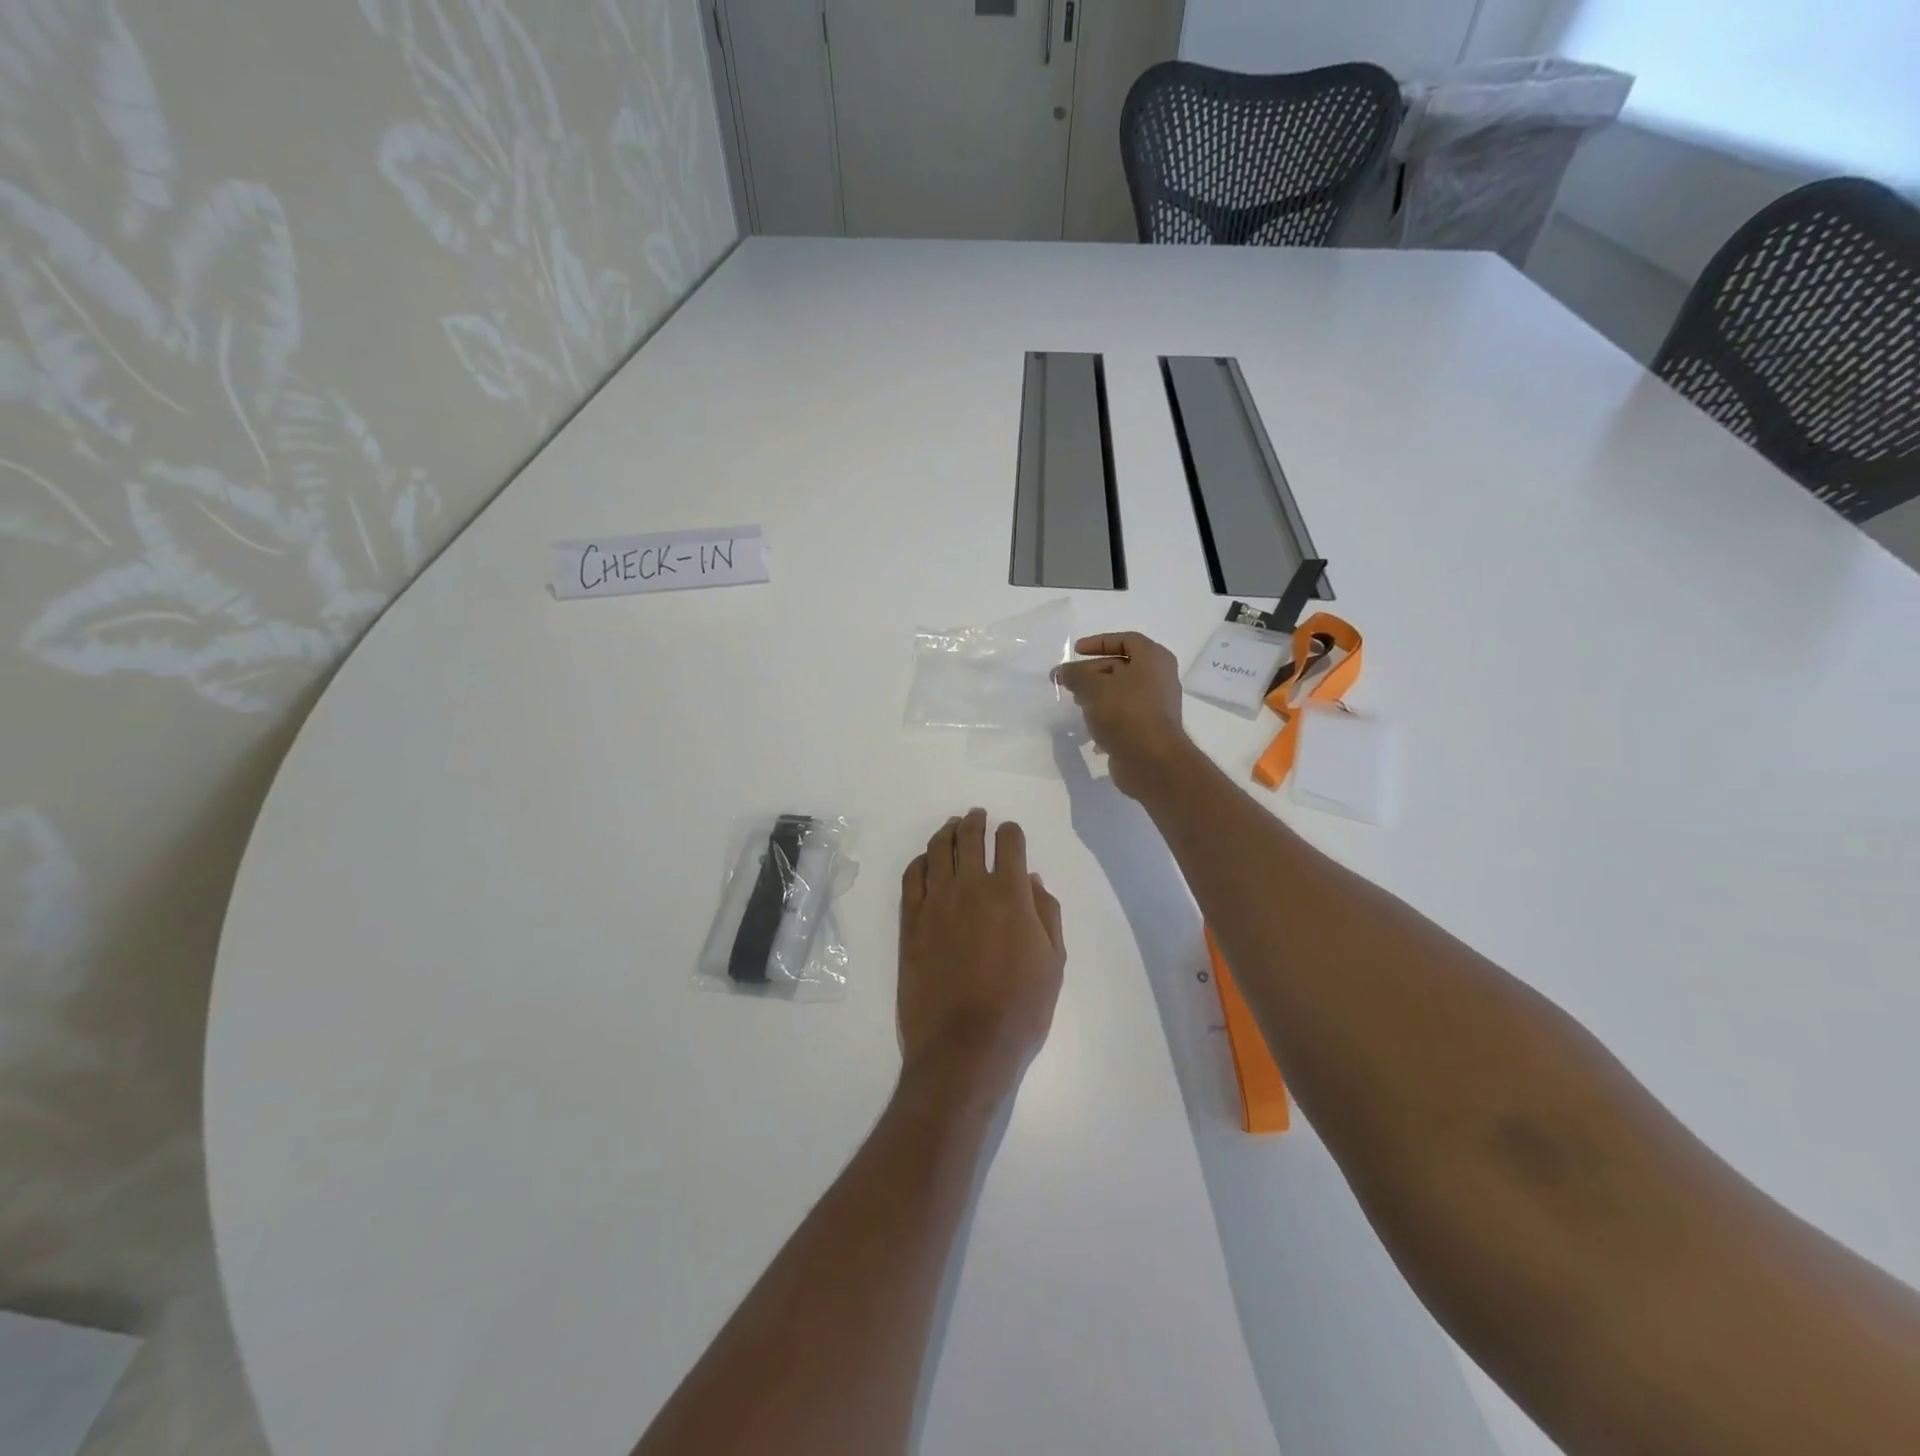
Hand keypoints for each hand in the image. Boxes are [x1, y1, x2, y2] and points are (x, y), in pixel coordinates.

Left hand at [898, 810, 1064, 1105]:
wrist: (965, 1045)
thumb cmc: (1020, 1008)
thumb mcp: (1053, 962)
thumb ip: (1045, 913)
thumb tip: (1032, 880)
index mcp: (1009, 894)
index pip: (1010, 844)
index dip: (1012, 832)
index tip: (1011, 833)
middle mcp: (970, 887)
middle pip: (970, 838)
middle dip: (976, 822)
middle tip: (977, 815)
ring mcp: (936, 902)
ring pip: (938, 851)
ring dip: (947, 833)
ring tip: (952, 827)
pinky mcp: (911, 922)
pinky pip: (912, 877)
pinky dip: (920, 861)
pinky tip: (926, 860)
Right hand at [1052, 633, 1194, 801]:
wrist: (1151, 760)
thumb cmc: (1125, 712)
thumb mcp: (1093, 687)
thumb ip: (1075, 675)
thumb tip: (1061, 672)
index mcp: (1153, 659)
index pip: (1126, 640)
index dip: (1099, 642)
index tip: (1076, 651)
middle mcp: (1160, 678)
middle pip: (1121, 667)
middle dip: (1092, 672)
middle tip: (1068, 681)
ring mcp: (1157, 705)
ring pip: (1122, 692)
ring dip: (1097, 695)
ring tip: (1075, 703)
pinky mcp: (1150, 729)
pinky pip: (1125, 715)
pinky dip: (1106, 716)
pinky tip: (1089, 727)